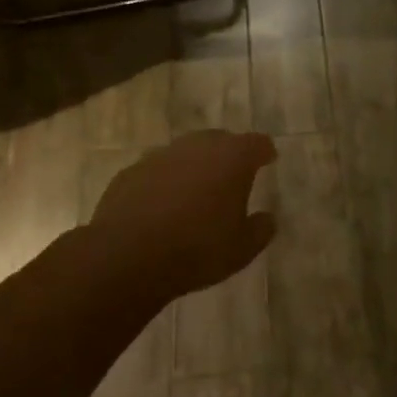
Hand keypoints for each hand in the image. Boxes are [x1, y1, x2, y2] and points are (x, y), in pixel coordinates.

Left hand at [89, 131, 277, 306]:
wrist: (127, 256)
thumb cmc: (197, 249)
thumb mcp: (242, 249)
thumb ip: (261, 229)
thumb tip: (267, 218)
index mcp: (232, 158)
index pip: (257, 143)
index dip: (264, 152)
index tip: (268, 160)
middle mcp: (197, 146)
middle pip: (220, 140)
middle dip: (228, 154)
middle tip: (232, 177)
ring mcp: (160, 156)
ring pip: (185, 153)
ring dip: (194, 167)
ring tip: (196, 193)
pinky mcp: (131, 172)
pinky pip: (157, 171)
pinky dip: (165, 182)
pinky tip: (163, 206)